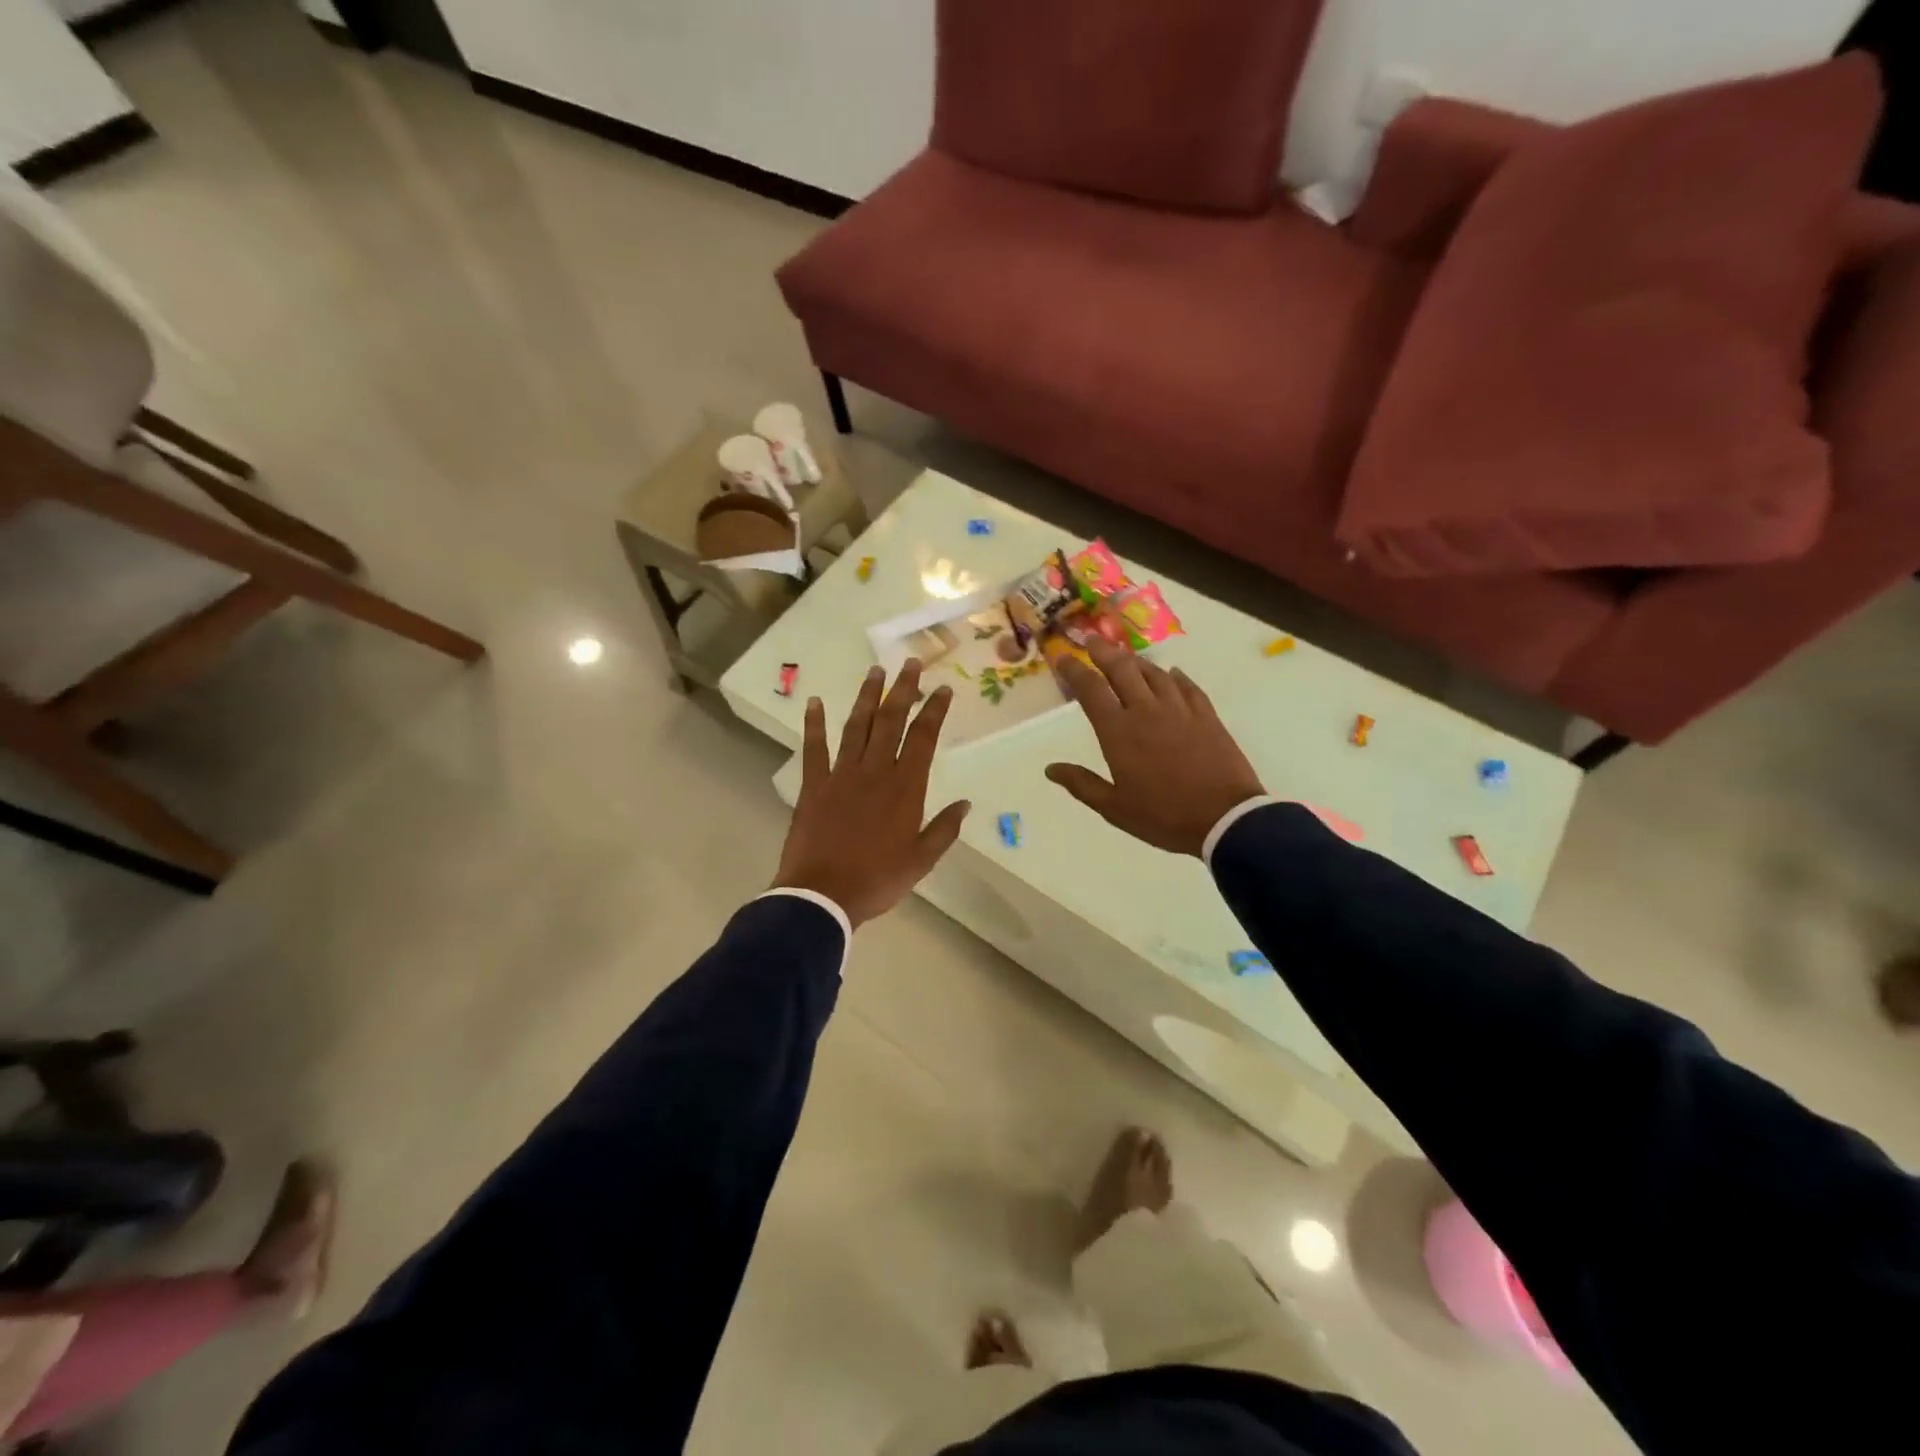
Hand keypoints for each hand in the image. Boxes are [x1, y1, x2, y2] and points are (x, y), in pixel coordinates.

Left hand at [774, 660, 970, 927]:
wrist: (822, 895)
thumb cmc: (877, 879)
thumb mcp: (921, 861)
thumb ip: (944, 829)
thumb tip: (965, 804)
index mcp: (904, 788)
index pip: (923, 738)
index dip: (934, 710)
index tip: (943, 688)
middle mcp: (875, 771)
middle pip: (891, 721)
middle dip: (903, 690)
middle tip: (911, 663)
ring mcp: (841, 775)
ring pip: (857, 726)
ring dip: (866, 697)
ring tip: (875, 671)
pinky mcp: (814, 785)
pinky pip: (814, 748)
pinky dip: (814, 725)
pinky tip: (814, 703)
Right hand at [1045, 639, 1265, 857]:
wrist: (1226, 819)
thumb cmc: (1163, 816)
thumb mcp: (1114, 808)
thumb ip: (1082, 784)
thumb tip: (1050, 769)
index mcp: (1119, 732)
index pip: (1091, 690)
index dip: (1074, 670)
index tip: (1063, 658)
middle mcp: (1147, 711)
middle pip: (1122, 670)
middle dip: (1104, 652)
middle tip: (1093, 641)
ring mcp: (1180, 710)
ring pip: (1155, 673)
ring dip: (1137, 661)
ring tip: (1127, 656)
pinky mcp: (1207, 716)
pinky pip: (1188, 687)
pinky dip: (1176, 677)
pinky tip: (1172, 673)